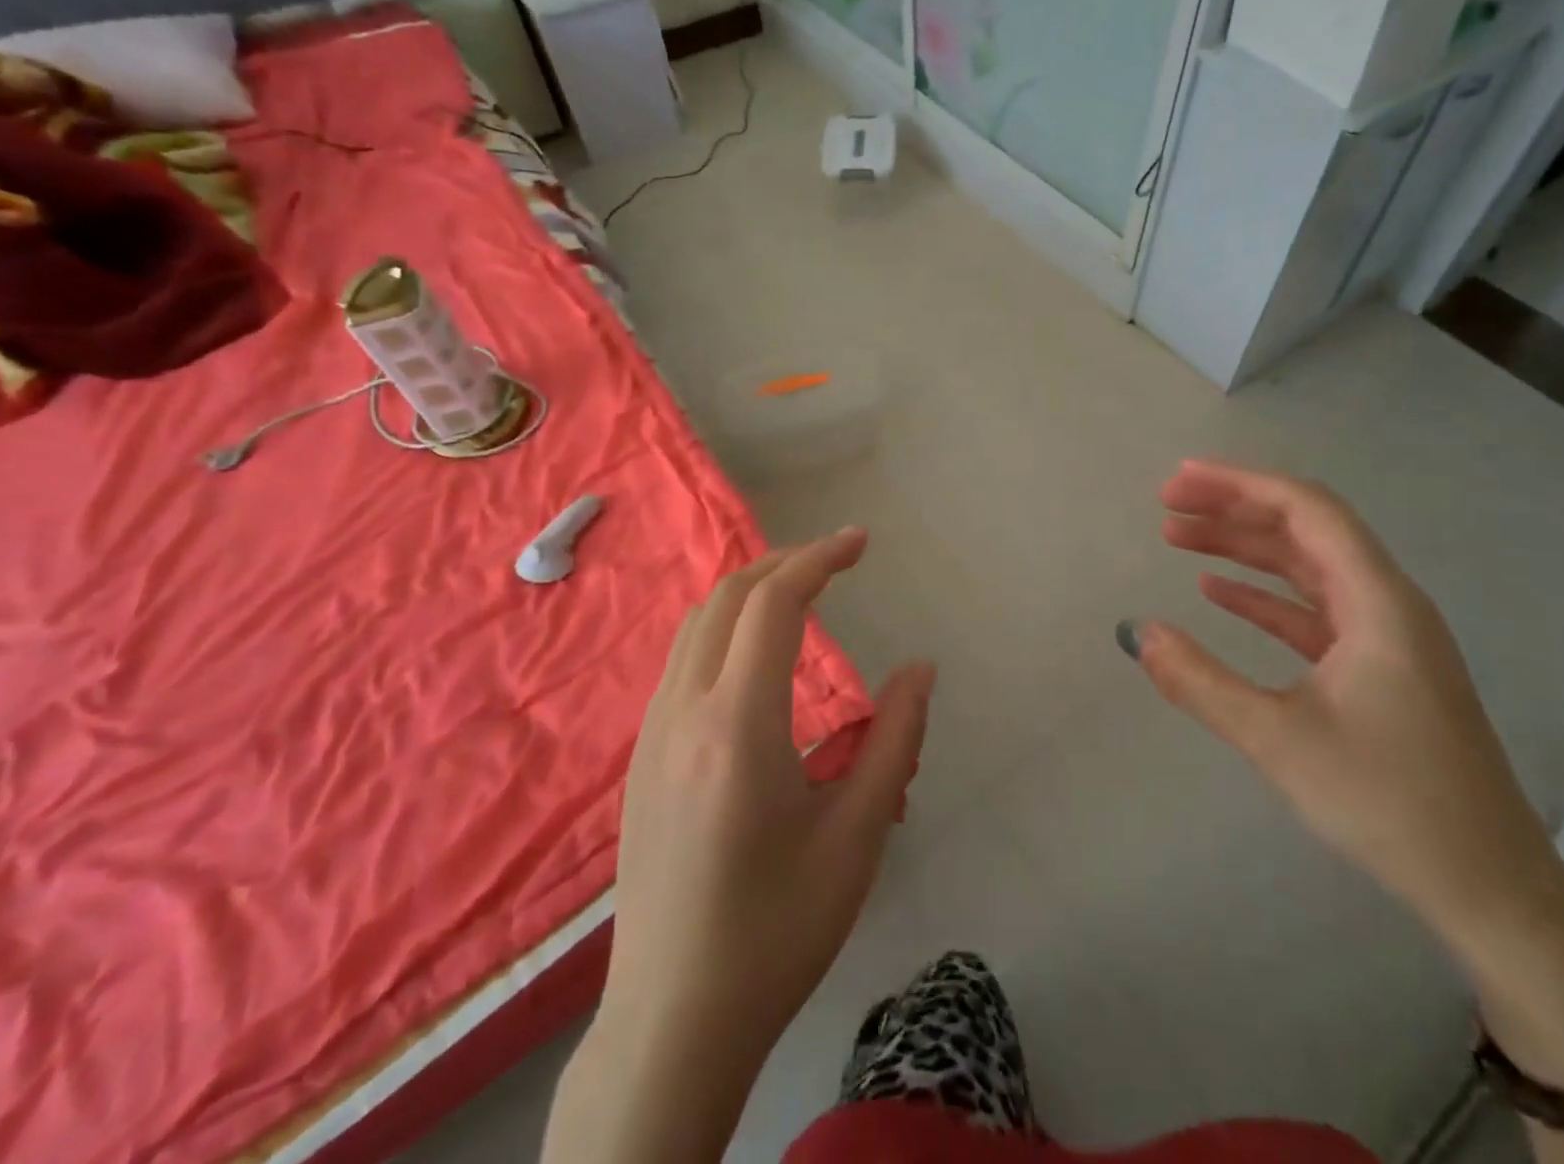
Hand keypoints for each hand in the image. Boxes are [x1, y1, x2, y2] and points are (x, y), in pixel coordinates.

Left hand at [601, 528, 934, 1088]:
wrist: (672, 1021)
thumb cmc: (777, 929)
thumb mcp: (856, 835)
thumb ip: (895, 739)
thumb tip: (921, 669)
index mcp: (737, 725)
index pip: (773, 604)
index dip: (819, 558)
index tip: (861, 542)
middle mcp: (682, 711)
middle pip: (727, 597)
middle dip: (786, 561)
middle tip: (839, 559)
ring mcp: (651, 732)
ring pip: (698, 623)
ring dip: (752, 590)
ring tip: (805, 591)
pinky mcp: (642, 756)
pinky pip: (683, 658)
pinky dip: (726, 625)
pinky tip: (760, 654)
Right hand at [1121, 461, 1563, 952]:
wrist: (1488, 888)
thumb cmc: (1390, 803)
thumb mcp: (1280, 740)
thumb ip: (1200, 682)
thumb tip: (1137, 633)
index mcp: (1378, 602)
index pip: (1307, 510)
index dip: (1240, 484)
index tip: (1179, 482)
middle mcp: (1386, 604)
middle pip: (1303, 530)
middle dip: (1233, 509)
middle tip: (1166, 505)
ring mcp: (1384, 637)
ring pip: (1304, 568)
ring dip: (1242, 548)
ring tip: (1178, 538)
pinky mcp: (1377, 668)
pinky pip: (1310, 610)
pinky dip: (1262, 594)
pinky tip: (1217, 592)